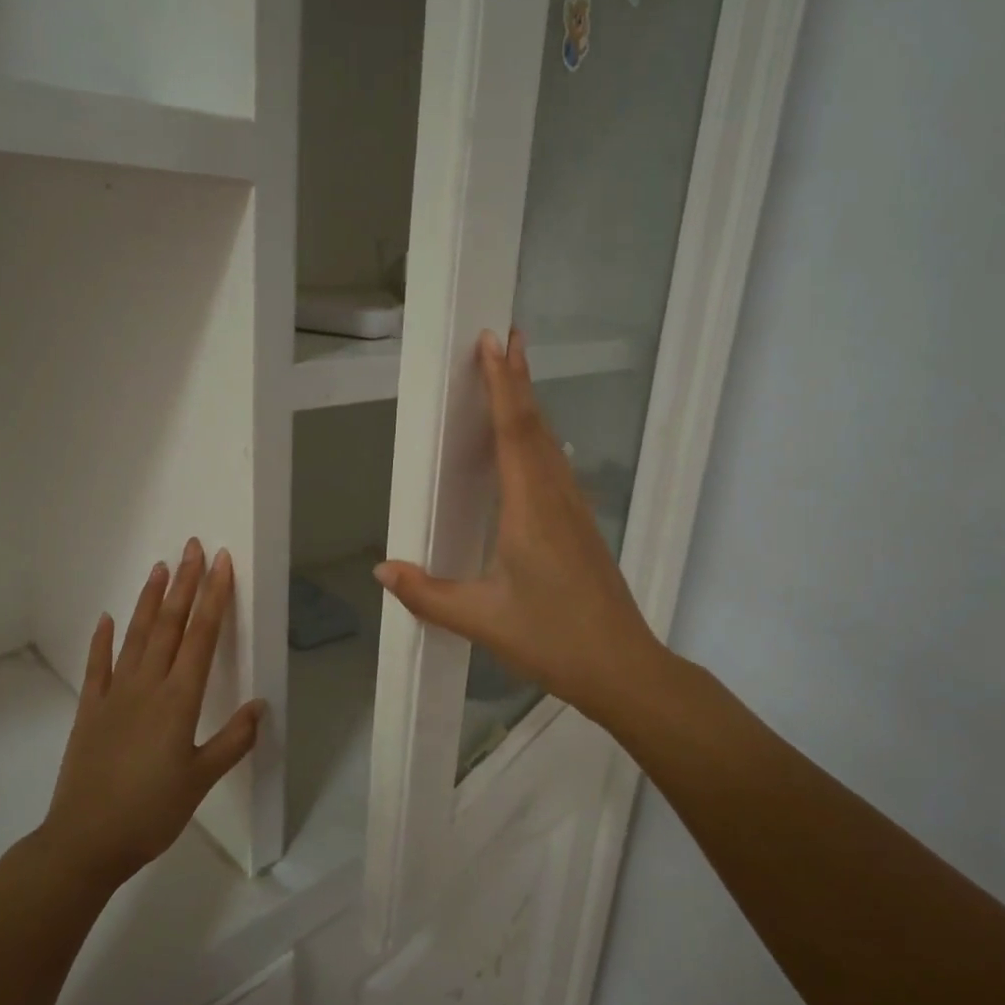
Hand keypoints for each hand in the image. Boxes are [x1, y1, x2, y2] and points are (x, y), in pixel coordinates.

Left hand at [41, 540, 262, 885]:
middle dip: (185, 584)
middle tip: (193, 547)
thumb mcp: (201, 780)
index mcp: (179, 700)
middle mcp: (147, 687)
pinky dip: (102, 640)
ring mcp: (114, 696)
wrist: (84, 842)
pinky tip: (107, 618)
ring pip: (136, 636)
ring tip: (160, 568)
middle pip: (170, 625)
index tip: (222, 564)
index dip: (214, 597)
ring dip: (150, 600)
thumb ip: (232, 741)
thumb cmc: (151, 813)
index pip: (202, 636)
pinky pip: (98, 667)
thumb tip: (261, 706)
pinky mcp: (89, 711)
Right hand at [374, 329, 665, 728]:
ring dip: (531, 407)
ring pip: (549, 446)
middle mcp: (556, 498)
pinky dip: (539, 440)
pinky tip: (532, 447)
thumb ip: (428, 594)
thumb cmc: (551, 639)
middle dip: (519, 380)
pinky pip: (556, 468)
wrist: (622, 667)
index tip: (494, 341)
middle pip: (535, 427)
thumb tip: (382, 571)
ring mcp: (575, 511)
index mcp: (531, 509)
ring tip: (514, 376)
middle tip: (506, 336)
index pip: (513, 432)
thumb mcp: (481, 620)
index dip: (502, 384)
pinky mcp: (582, 528)